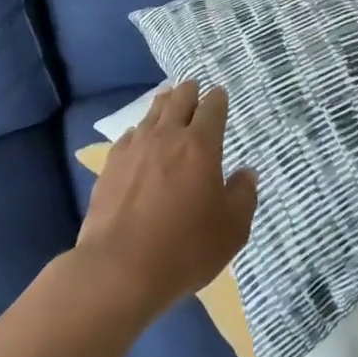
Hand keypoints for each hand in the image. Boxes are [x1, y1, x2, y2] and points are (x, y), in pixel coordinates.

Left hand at [75, 79, 258, 322]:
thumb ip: (243, 196)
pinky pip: (129, 136)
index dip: (218, 98)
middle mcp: (167, 136)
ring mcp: (135, 149)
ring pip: (152, 113)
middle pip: (179, 100)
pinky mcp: (110, 166)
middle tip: (194, 87)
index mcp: (201, 145)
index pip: (212, 108)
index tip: (219, 94)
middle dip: (189, 91)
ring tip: (168, 99)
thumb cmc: (185, 248)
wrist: (119, 269)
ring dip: (164, 103)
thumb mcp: (232, 229)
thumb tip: (246, 173)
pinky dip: (139, 130)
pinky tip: (139, 137)